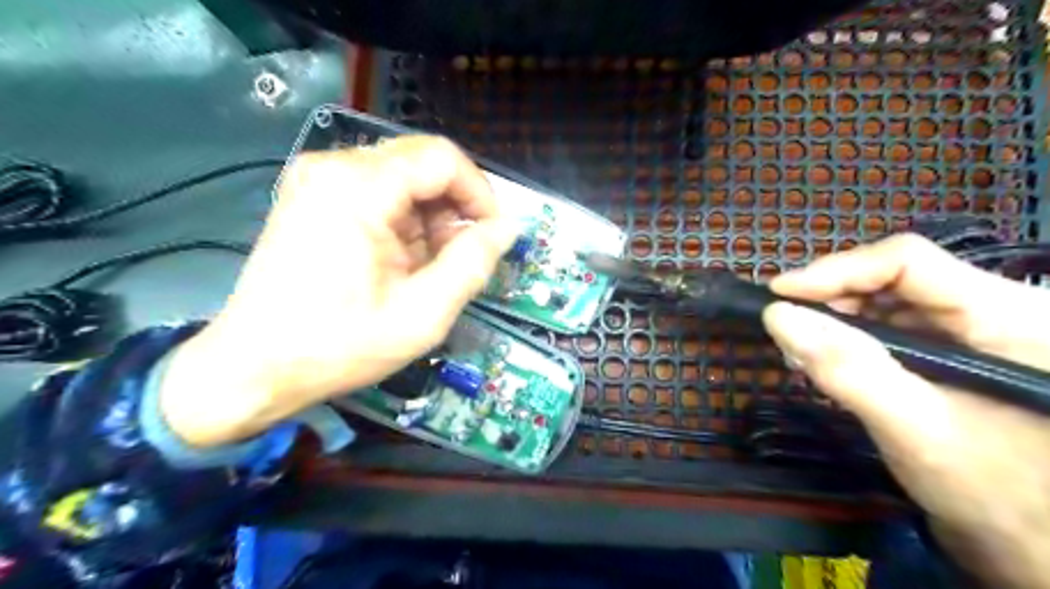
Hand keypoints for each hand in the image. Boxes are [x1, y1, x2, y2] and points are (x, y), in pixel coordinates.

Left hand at [160, 136, 515, 445]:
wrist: (254, 366)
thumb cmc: (339, 346)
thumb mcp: (422, 315)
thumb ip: (472, 264)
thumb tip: (507, 228)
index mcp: (358, 189)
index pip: (443, 158)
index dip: (480, 193)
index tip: (493, 235)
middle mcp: (334, 167)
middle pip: (423, 163)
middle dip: (455, 207)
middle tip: (461, 257)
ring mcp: (318, 178)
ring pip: (404, 176)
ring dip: (431, 217)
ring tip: (428, 266)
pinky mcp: (313, 194)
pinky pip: (380, 190)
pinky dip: (404, 220)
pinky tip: (401, 259)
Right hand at [765, 236, 1049, 587]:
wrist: (1034, 547)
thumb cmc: (996, 494)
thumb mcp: (915, 429)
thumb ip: (847, 369)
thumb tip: (777, 316)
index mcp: (1010, 314)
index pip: (907, 262)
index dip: (836, 271)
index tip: (779, 294)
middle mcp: (995, 309)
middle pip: (895, 276)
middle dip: (831, 296)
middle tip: (783, 321)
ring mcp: (976, 331)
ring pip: (889, 299)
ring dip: (836, 316)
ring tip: (799, 343)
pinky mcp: (956, 352)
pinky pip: (893, 326)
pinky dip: (851, 337)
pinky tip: (826, 356)